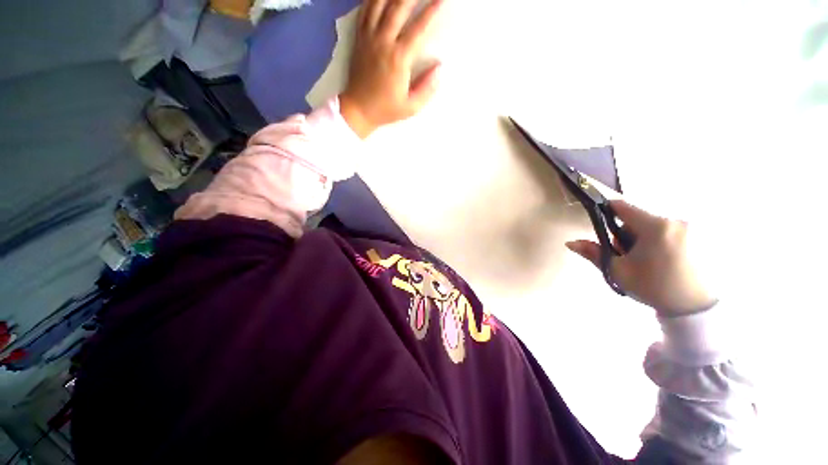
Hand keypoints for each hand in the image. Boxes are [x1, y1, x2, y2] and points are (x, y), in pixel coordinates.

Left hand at [340, 0, 444, 137]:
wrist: (358, 110)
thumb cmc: (386, 110)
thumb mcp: (411, 107)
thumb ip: (427, 88)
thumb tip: (440, 68)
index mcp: (398, 59)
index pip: (418, 29)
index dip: (431, 11)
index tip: (441, 0)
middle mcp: (383, 42)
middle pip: (398, 7)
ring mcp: (369, 38)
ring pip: (379, 4)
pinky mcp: (359, 38)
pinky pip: (364, 11)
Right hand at [566, 200, 715, 315]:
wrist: (694, 307)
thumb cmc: (653, 287)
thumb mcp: (618, 271)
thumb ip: (593, 253)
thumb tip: (570, 243)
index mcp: (655, 227)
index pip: (622, 207)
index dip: (607, 211)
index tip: (601, 223)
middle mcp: (675, 220)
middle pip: (638, 219)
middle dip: (627, 234)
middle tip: (629, 257)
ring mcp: (691, 227)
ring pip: (654, 225)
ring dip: (644, 238)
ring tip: (648, 261)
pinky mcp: (700, 234)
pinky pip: (670, 230)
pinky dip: (661, 241)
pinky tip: (665, 260)